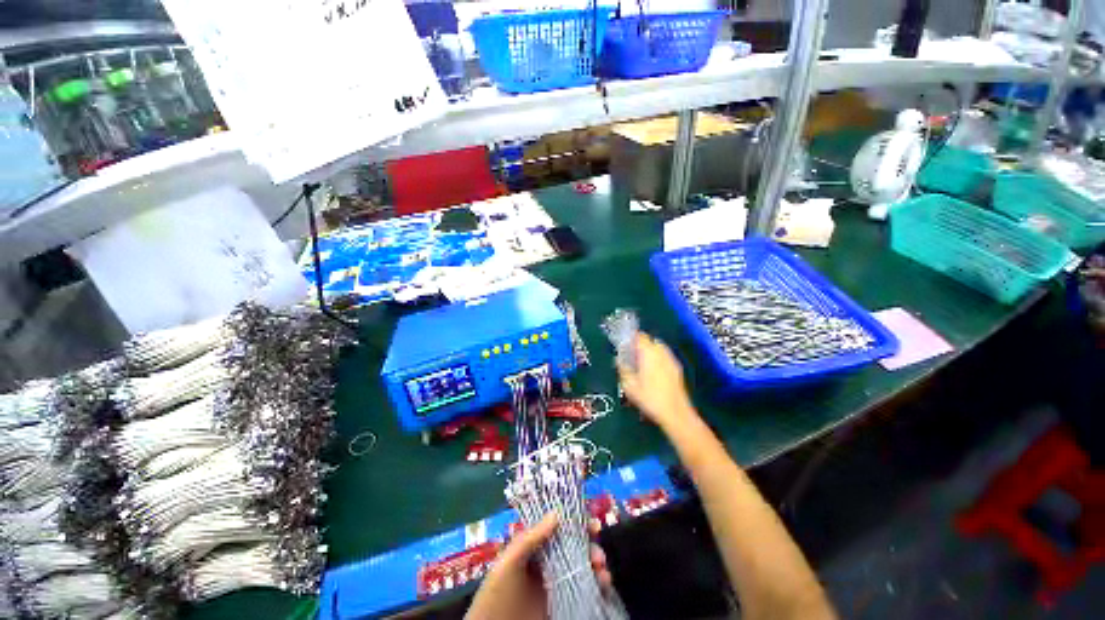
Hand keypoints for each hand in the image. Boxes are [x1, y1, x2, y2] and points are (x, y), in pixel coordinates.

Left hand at [466, 514, 612, 619]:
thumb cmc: (497, 594)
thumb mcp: (508, 562)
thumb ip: (530, 538)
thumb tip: (556, 513)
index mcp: (533, 548)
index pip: (558, 529)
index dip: (575, 523)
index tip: (591, 524)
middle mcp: (547, 562)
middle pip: (574, 547)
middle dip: (589, 546)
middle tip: (598, 553)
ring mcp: (555, 584)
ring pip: (581, 567)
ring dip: (596, 564)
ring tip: (602, 570)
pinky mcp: (562, 604)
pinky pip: (583, 590)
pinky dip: (597, 585)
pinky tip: (603, 585)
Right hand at [617, 334, 696, 430]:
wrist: (676, 414)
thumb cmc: (650, 399)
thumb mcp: (629, 386)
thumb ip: (622, 369)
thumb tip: (618, 359)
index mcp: (649, 353)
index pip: (639, 336)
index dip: (629, 338)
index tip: (623, 344)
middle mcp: (661, 352)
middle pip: (650, 340)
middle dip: (640, 344)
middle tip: (630, 354)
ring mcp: (671, 360)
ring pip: (658, 348)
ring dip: (649, 351)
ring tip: (640, 363)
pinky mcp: (677, 369)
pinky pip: (664, 357)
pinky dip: (657, 359)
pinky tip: (652, 372)